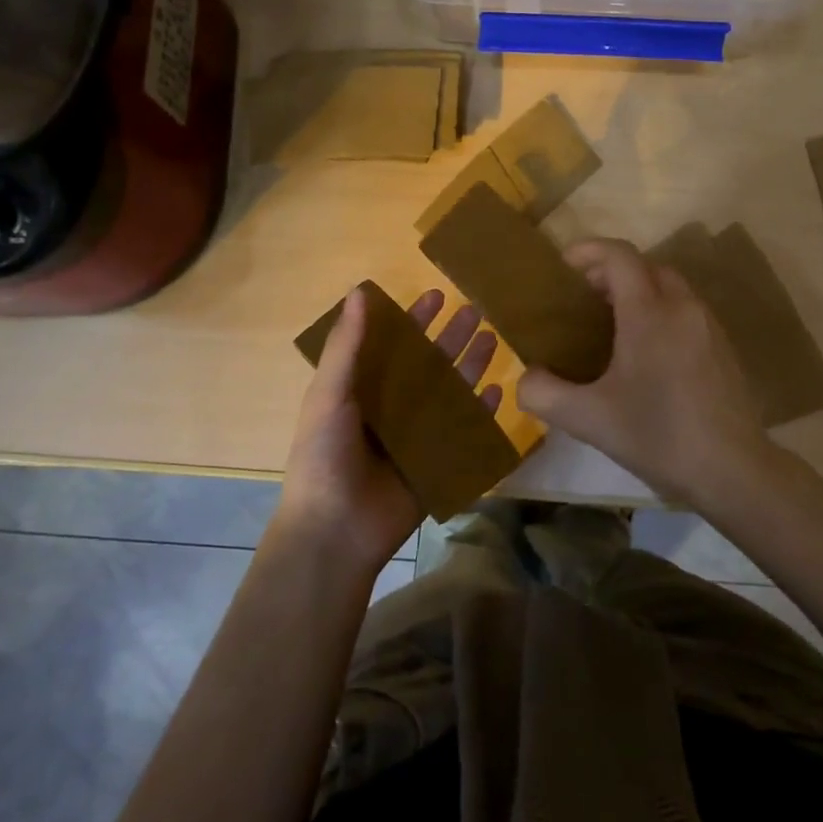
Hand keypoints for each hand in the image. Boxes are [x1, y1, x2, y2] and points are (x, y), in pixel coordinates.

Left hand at [273, 286, 501, 574]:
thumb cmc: (325, 456)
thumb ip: (347, 345)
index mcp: (362, 390)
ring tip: (493, 339)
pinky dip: (479, 413)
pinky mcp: (437, 464)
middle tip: (476, 310)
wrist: (335, 532)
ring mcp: (416, 437)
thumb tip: (359, 290)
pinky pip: (463, 432)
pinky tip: (497, 393)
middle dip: (450, 338)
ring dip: (469, 366)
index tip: (437, 295)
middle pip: (427, 365)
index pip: (393, 345)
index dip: (413, 320)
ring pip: (449, 393)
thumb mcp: (329, 394)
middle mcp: (391, 408)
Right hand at [517, 239, 774, 507]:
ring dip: (639, 290)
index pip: (619, 256)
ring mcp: (708, 326)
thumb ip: (545, 394)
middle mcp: (682, 307)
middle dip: (612, 271)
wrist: (733, 469)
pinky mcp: (723, 347)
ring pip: (670, 286)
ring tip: (613, 322)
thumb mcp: (589, 419)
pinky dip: (661, 310)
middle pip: (646, 266)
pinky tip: (648, 351)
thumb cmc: (658, 436)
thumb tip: (525, 378)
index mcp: (649, 313)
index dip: (589, 250)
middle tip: (584, 296)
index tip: (564, 265)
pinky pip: (686, 310)